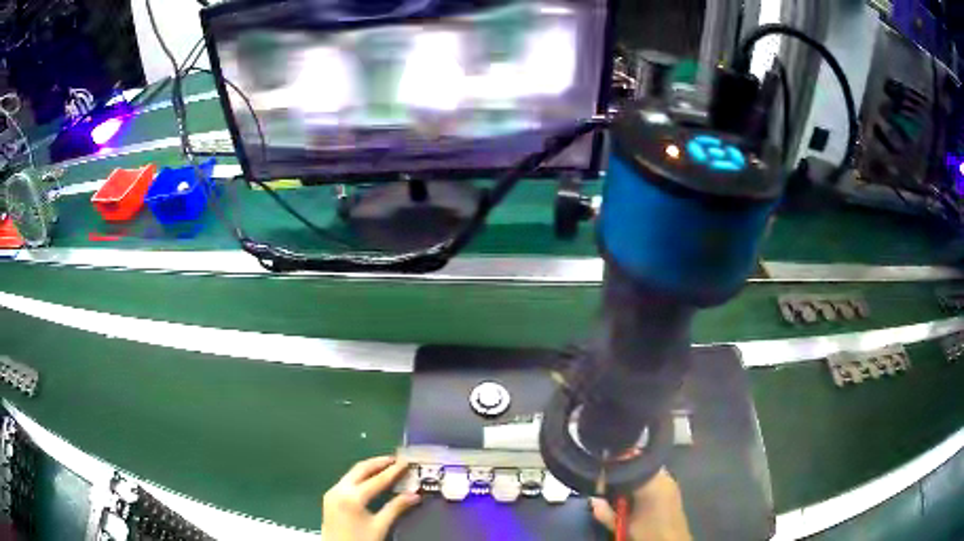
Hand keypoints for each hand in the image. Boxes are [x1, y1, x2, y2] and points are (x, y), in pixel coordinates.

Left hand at [322, 456, 420, 540]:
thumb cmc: (360, 540)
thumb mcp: (380, 526)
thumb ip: (396, 508)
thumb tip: (414, 495)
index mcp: (352, 497)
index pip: (377, 479)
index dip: (393, 471)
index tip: (406, 462)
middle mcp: (339, 489)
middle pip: (361, 469)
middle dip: (378, 463)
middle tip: (395, 459)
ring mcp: (332, 493)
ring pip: (352, 473)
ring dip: (368, 469)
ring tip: (385, 466)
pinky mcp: (329, 498)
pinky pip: (346, 481)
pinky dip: (360, 477)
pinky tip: (369, 480)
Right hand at [590, 469, 692, 540]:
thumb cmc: (649, 533)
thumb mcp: (623, 525)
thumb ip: (605, 513)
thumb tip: (592, 499)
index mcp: (652, 482)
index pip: (631, 462)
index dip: (615, 465)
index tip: (603, 472)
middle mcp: (664, 476)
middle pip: (640, 465)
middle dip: (624, 472)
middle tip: (608, 483)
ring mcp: (671, 481)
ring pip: (647, 470)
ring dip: (634, 477)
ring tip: (620, 489)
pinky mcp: (673, 488)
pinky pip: (655, 477)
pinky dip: (643, 481)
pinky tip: (635, 494)